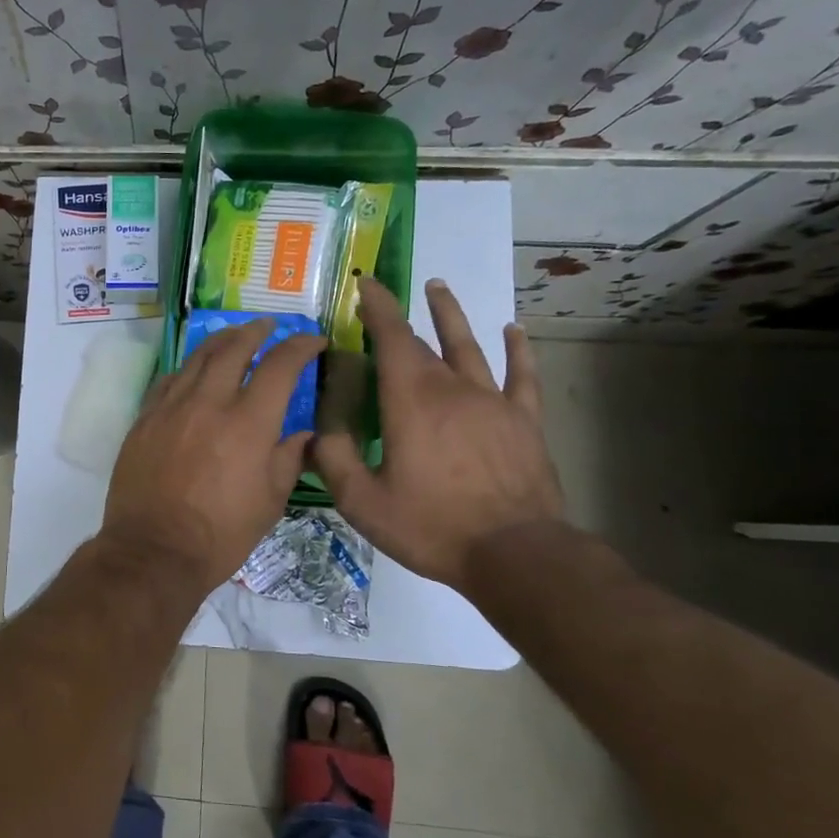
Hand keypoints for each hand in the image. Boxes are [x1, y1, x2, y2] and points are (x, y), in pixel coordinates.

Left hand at [102, 321, 326, 589]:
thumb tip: (304, 434)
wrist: (154, 550)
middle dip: (256, 331)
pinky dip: (188, 368)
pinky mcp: (145, 419)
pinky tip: (193, 371)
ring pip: (197, 358)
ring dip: (220, 341)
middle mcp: (209, 403)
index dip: (301, 347)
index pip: (280, 366)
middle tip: (269, 326)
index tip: (314, 342)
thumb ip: (289, 458)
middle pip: (233, 348)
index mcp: (248, 422)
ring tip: (234, 336)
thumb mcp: (270, 501)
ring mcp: (171, 407)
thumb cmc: (221, 534)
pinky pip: (169, 379)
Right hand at [314, 277, 562, 591]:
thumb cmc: (431, 526)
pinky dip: (518, 350)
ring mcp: (493, 402)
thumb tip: (314, 429)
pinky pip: (522, 376)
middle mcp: (452, 389)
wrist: (514, 553)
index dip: (377, 308)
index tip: (366, 284)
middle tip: (384, 301)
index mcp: (410, 401)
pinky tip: (513, 331)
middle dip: (400, 318)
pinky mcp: (523, 422)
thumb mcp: (362, 501)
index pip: (391, 339)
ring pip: (470, 347)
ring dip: (451, 315)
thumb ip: (333, 459)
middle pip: (423, 344)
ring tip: (439, 287)